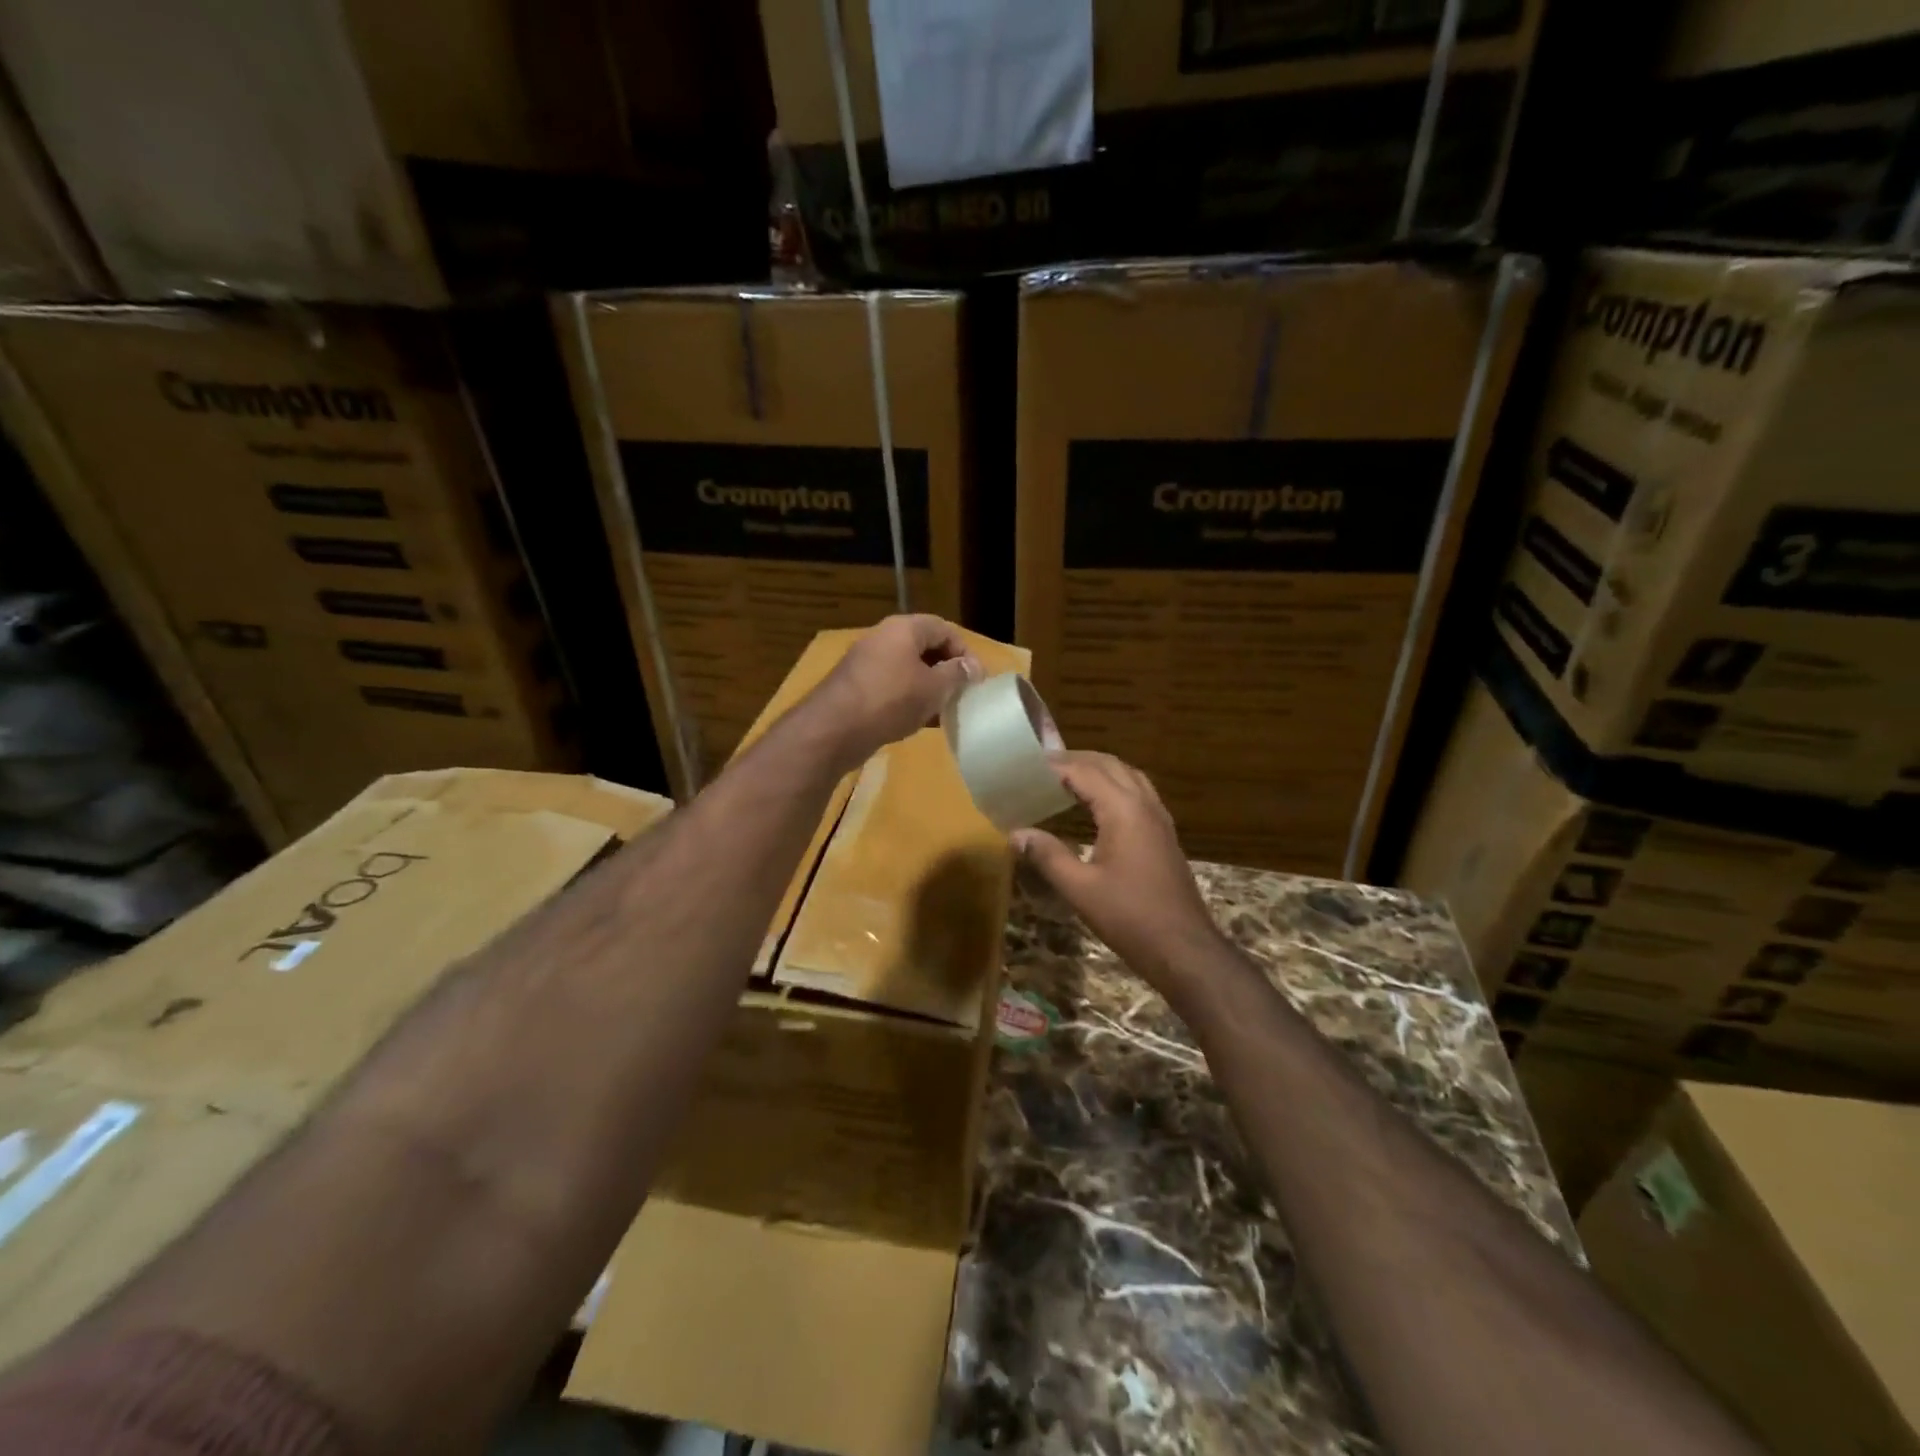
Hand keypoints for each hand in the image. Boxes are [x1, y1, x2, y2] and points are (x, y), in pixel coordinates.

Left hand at [804, 614, 979, 768]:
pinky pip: (891, 687)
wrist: (834, 729)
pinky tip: (920, 722)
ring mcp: (866, 663)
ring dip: (928, 688)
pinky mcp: (856, 688)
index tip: (976, 679)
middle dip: (946, 671)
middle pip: (924, 648)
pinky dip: (908, 700)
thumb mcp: (934, 688)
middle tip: (962, 695)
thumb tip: (974, 667)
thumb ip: (957, 674)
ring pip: (907, 670)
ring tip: (944, 712)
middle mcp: (882, 638)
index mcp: (903, 628)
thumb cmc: (891, 700)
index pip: (943, 628)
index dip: (964, 651)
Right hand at [1012, 751, 1223, 990]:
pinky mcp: (1164, 835)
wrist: (1184, 948)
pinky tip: (1097, 806)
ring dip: (1098, 769)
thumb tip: (1016, 833)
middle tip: (1041, 767)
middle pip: (1109, 765)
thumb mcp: (1080, 888)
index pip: (1084, 772)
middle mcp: (1145, 804)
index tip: (1025, 766)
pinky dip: (1114, 786)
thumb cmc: (1129, 917)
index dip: (1054, 765)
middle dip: (1076, 760)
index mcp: (1124, 810)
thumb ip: (1047, 856)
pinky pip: (1138, 793)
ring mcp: (1159, 818)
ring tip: (1066, 779)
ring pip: (1128, 775)